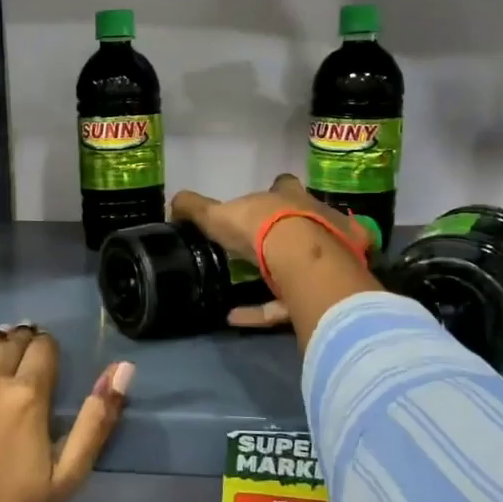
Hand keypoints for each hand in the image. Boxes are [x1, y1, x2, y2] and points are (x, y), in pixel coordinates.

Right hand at [170, 176, 375, 327]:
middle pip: (304, 221)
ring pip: (307, 263)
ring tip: (245, 291)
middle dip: (286, 233)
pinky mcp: (330, 287)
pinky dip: (263, 310)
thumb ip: (195, 208)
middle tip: (260, 247)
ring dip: (281, 277)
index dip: (274, 192)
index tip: (260, 205)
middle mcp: (316, 219)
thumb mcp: (217, 215)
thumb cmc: (260, 227)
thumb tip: (172, 203)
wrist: (303, 260)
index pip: (283, 185)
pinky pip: (291, 301)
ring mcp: (330, 253)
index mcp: (289, 196)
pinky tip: (236, 317)